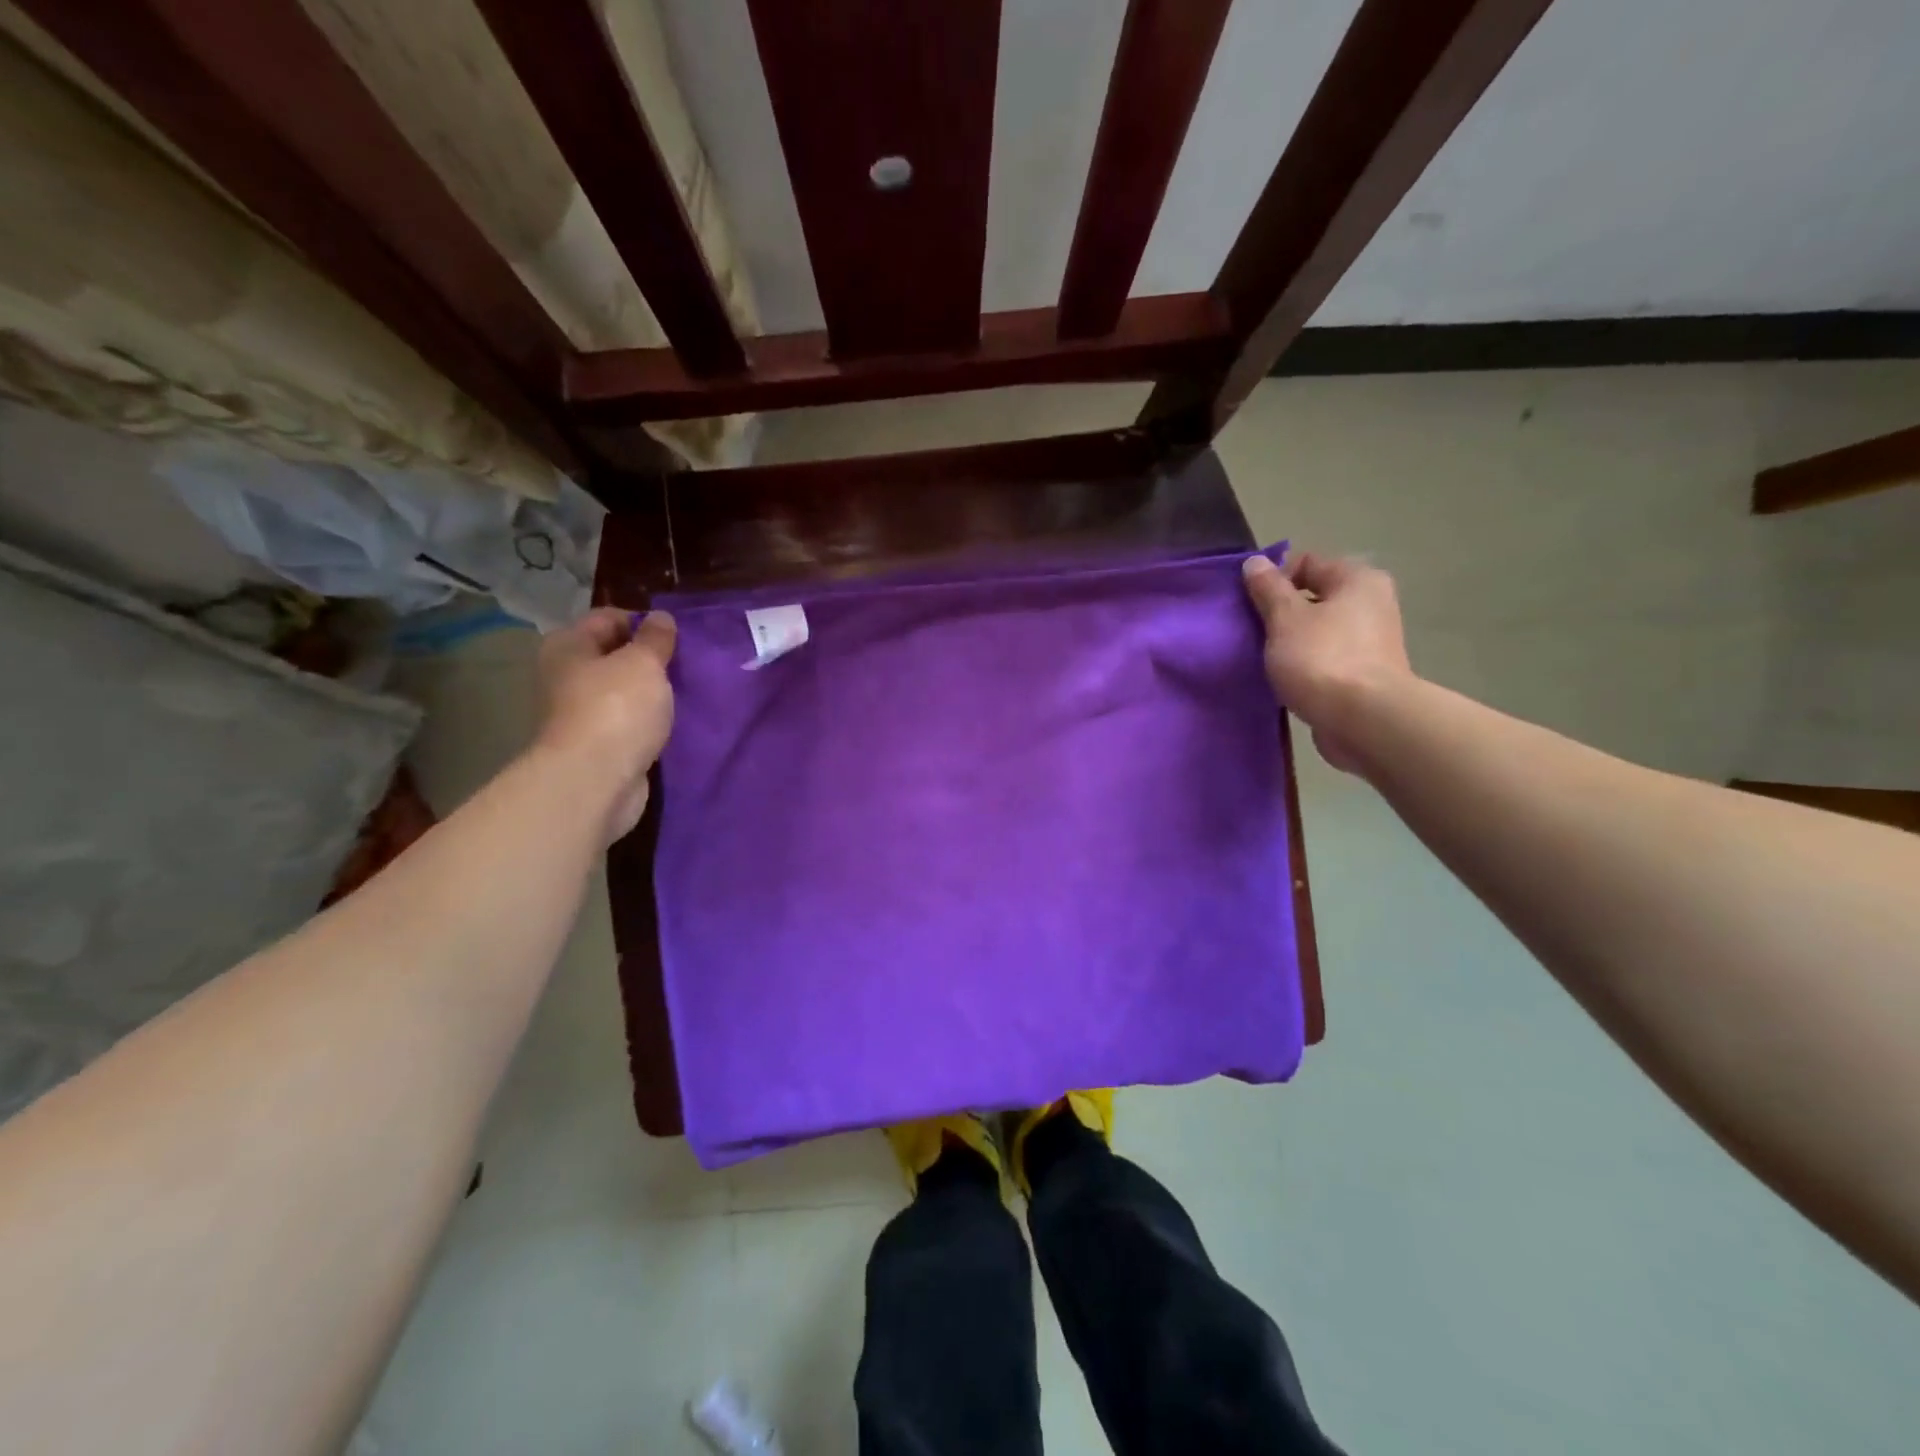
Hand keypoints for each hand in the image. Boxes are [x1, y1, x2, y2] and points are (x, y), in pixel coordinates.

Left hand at [533, 607, 675, 838]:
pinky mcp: (599, 745)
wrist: (596, 780)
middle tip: (686, 664)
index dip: (644, 622)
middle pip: (615, 655)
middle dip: (650, 659)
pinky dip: (649, 721)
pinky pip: (630, 722)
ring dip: (652, 692)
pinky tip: (674, 722)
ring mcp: (581, 713)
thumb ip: (656, 638)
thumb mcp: (644, 662)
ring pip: (624, 691)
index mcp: (568, 646)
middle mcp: (567, 675)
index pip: (608, 618)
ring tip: (685, 692)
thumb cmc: (617, 709)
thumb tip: (661, 617)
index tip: (678, 637)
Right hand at [1242, 552, 1411, 772]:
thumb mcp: (1285, 618)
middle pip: (1313, 597)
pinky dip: (1304, 664)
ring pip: (1317, 630)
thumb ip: (1267, 589)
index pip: (1306, 563)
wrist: (1364, 721)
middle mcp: (1371, 603)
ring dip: (1289, 641)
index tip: (1249, 605)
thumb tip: (1254, 562)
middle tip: (1251, 632)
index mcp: (1357, 580)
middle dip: (1279, 612)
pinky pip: (1324, 658)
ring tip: (1263, 658)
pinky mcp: (1364, 674)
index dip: (1273, 579)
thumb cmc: (1322, 659)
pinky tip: (1283, 679)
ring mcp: (1371, 641)